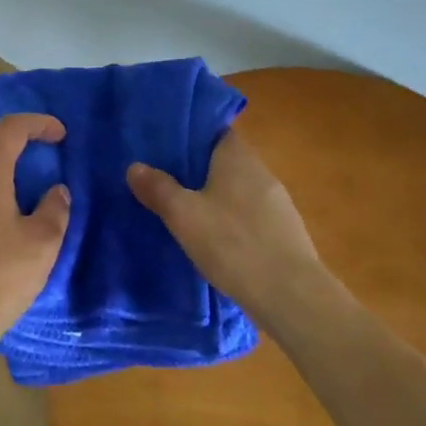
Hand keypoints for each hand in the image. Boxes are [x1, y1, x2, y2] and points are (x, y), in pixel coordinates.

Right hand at [127, 128, 322, 319]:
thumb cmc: (233, 243)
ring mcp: (278, 203)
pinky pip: (251, 216)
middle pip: (225, 161)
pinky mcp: (285, 233)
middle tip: (167, 179)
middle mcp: (261, 171)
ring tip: (187, 211)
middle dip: (199, 169)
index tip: (166, 145)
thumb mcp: (183, 215)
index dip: (191, 135)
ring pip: (239, 190)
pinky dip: (233, 221)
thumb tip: (134, 166)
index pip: (215, 131)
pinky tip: (218, 241)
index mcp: (237, 156)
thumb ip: (158, 188)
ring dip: (217, 197)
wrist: (291, 295)